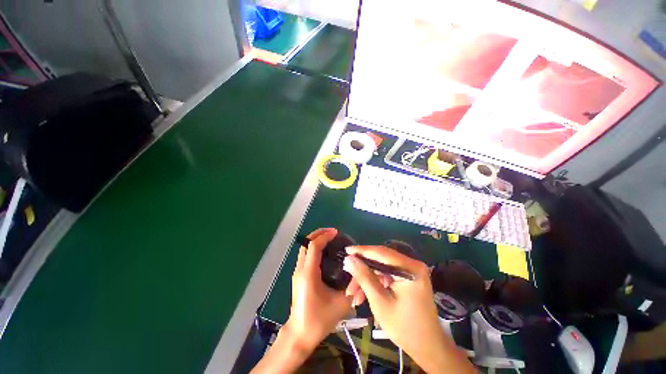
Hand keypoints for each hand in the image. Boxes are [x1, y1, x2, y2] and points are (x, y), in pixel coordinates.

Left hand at [285, 228, 354, 351]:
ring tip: (330, 239)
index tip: (336, 233)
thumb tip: (360, 271)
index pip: (314, 246)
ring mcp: (297, 272)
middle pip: (306, 243)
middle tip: (332, 232)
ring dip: (315, 240)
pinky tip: (325, 252)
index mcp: (309, 273)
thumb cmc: (319, 320)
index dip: (325, 236)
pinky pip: (305, 255)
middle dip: (318, 233)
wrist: (300, 335)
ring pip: (304, 248)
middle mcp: (300, 269)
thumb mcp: (341, 303)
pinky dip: (313, 248)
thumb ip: (353, 286)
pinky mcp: (298, 276)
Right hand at [343, 246, 474, 373]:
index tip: (346, 250)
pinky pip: (386, 275)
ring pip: (381, 268)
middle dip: (362, 269)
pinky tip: (362, 295)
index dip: (362, 250)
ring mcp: (410, 270)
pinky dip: (374, 283)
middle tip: (347, 277)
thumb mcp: (379, 301)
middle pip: (380, 260)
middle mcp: (412, 264)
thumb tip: (349, 259)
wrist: (427, 346)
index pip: (381, 252)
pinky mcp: (407, 277)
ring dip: (366, 279)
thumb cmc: (404, 327)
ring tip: (353, 295)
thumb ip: (364, 277)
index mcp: (410, 268)